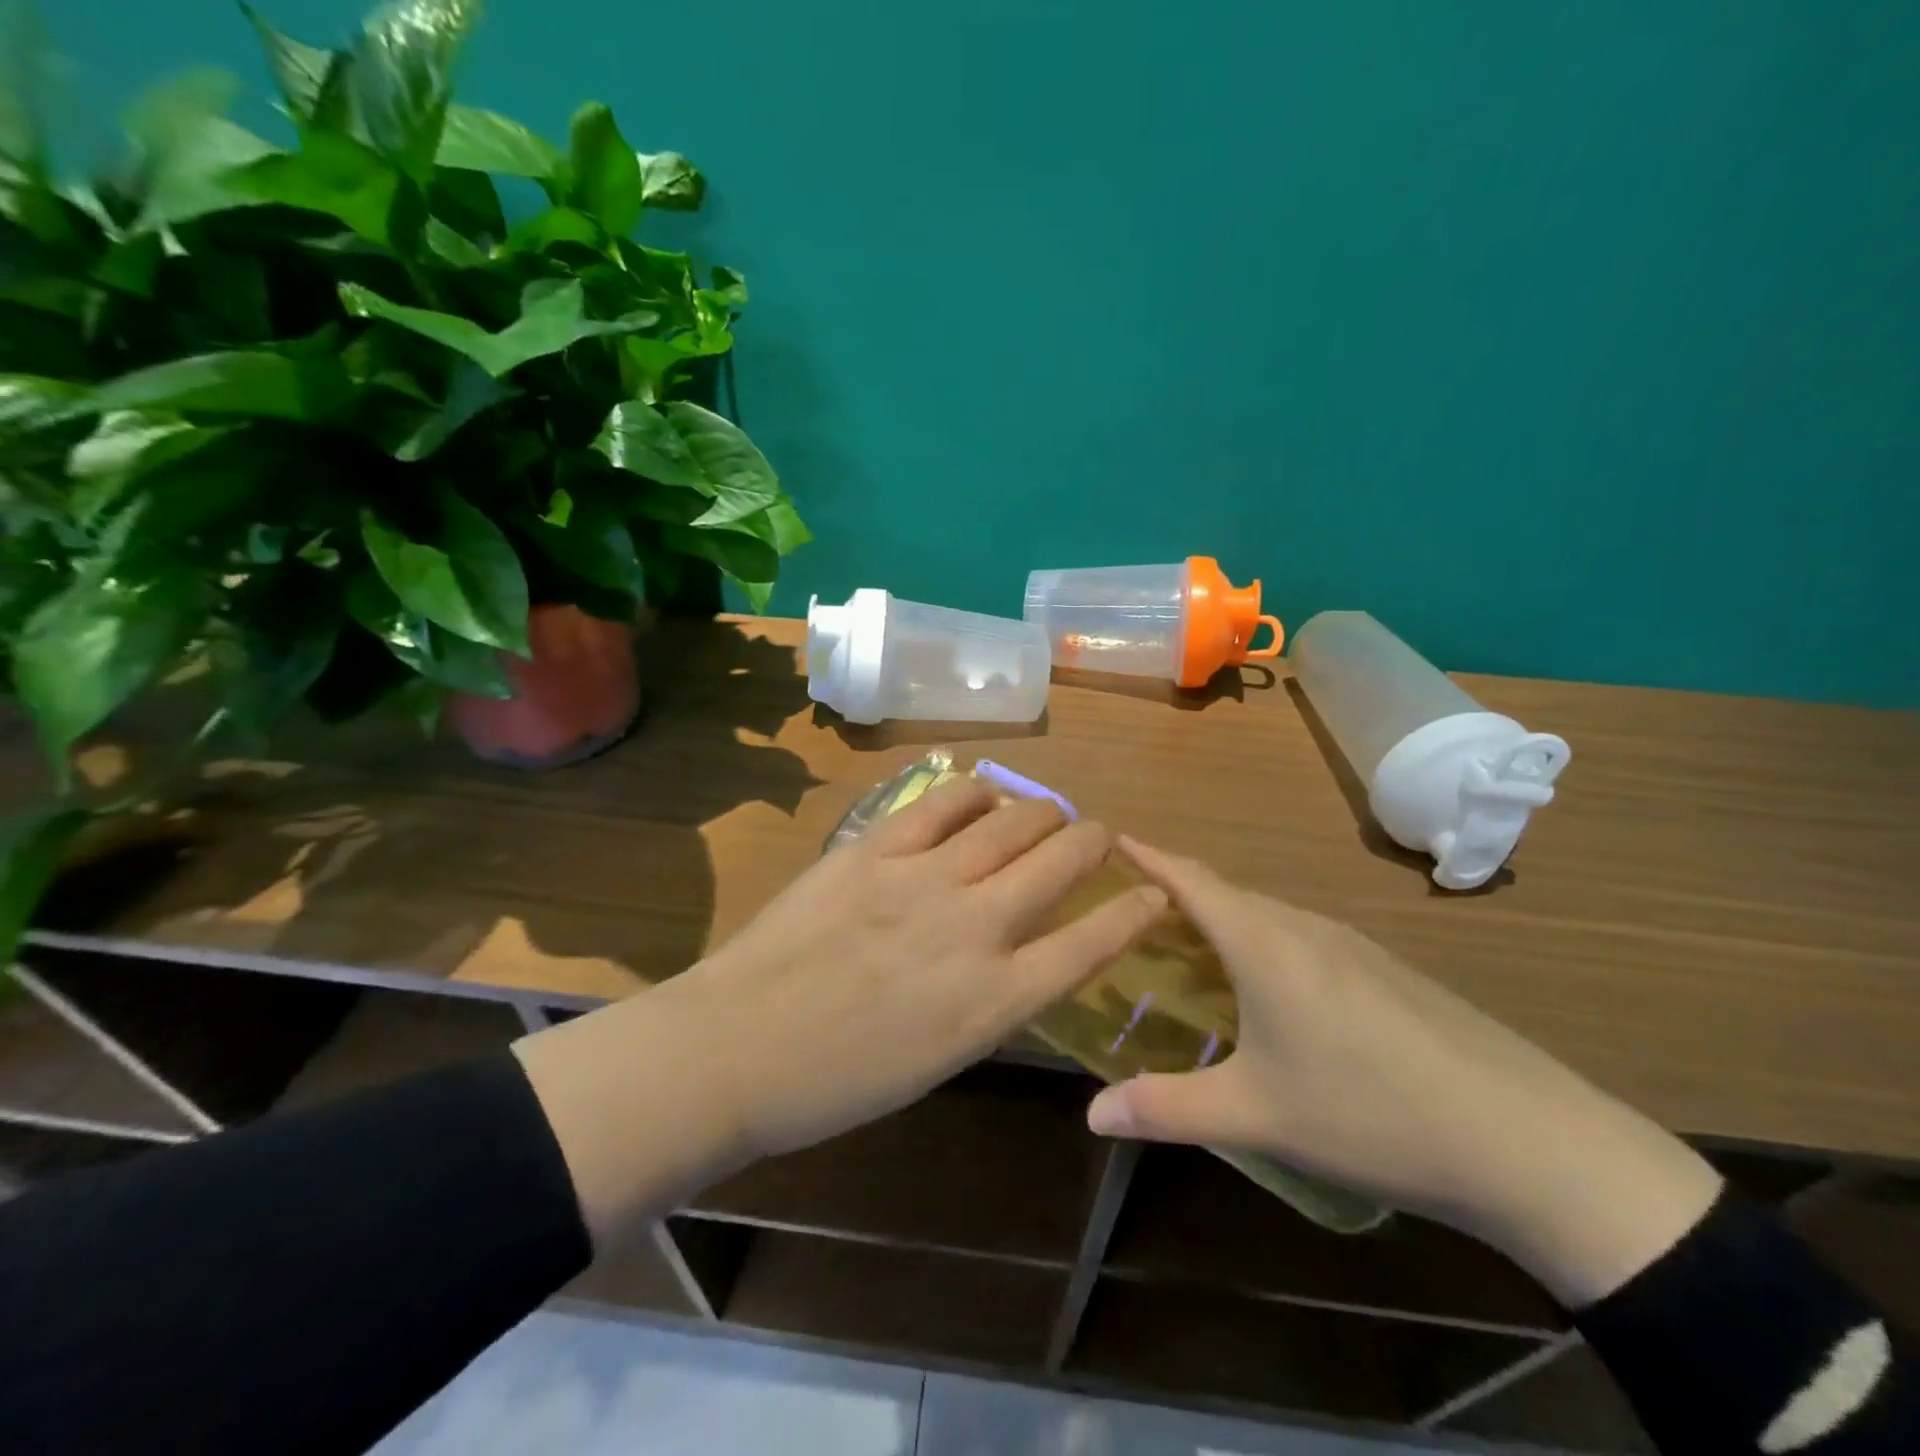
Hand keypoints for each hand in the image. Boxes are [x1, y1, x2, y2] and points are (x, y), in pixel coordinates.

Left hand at [516, 779, 1166, 1247]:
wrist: (737, 1048)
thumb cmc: (838, 1082)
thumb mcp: (939, 1058)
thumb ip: (989, 1000)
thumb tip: (1018, 955)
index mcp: (996, 1000)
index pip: (1092, 941)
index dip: (1134, 911)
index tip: (1156, 891)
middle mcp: (975, 929)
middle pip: (1061, 862)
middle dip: (1095, 843)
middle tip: (1100, 837)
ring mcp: (925, 879)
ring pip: (1011, 821)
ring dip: (1042, 812)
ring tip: (1047, 813)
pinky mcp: (878, 848)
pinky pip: (944, 801)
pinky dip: (977, 791)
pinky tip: (985, 792)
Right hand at [1087, 839, 1721, 1307]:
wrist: (1529, 1141)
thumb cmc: (1370, 1113)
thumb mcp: (1257, 1114)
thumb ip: (1167, 1108)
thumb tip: (1091, 1114)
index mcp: (1264, 943)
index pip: (1190, 879)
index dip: (1148, 855)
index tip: (1110, 838)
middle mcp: (1305, 927)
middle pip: (1227, 893)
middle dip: (1176, 891)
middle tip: (1132, 911)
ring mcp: (1354, 945)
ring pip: (1268, 916)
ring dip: (1222, 920)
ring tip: (1188, 948)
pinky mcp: (1387, 971)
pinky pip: (1303, 938)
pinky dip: (1263, 943)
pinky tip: (1268, 990)